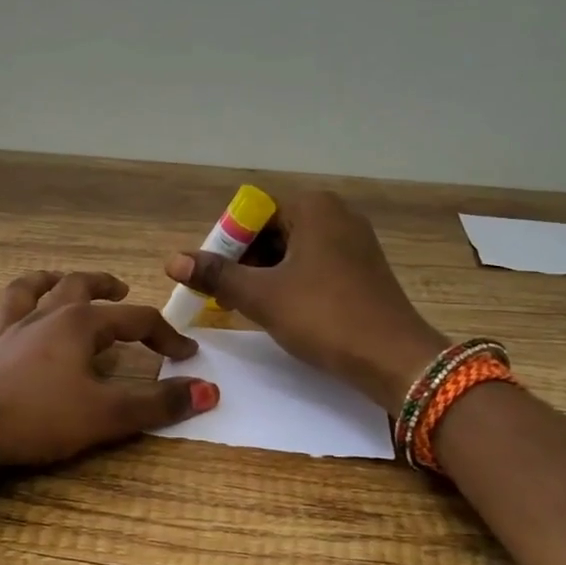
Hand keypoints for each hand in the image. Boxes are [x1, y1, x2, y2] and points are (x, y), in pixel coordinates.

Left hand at [0, 270, 217, 465]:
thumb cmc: (40, 416)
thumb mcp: (107, 415)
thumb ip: (158, 403)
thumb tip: (209, 391)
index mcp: (80, 324)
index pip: (135, 320)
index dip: (164, 334)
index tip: (184, 352)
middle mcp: (42, 315)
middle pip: (77, 286)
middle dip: (102, 284)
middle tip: (119, 287)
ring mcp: (2, 328)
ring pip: (24, 291)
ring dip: (43, 282)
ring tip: (54, 281)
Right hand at [165, 192, 447, 414]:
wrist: (394, 358)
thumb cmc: (324, 317)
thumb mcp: (262, 296)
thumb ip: (216, 274)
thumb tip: (172, 260)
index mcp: (313, 206)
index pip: (251, 215)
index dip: (225, 246)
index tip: (212, 279)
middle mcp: (336, 213)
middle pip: (273, 230)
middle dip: (244, 262)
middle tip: (224, 296)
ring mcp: (354, 241)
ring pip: (293, 250)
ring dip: (265, 275)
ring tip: (247, 307)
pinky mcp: (363, 268)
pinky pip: (315, 265)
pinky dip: (292, 282)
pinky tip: (282, 311)